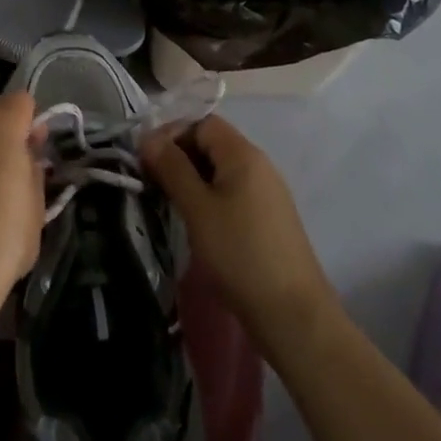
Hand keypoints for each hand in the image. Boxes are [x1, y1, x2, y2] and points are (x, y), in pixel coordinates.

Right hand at [142, 115, 337, 342]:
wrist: (294, 317)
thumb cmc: (240, 254)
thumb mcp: (197, 208)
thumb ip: (171, 167)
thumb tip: (148, 137)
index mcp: (243, 154)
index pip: (201, 123)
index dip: (171, 134)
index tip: (147, 160)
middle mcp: (259, 166)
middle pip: (211, 144)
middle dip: (179, 157)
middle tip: (153, 182)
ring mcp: (267, 194)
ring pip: (220, 171)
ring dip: (191, 179)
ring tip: (169, 203)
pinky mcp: (268, 220)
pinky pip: (231, 193)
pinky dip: (209, 198)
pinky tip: (196, 222)